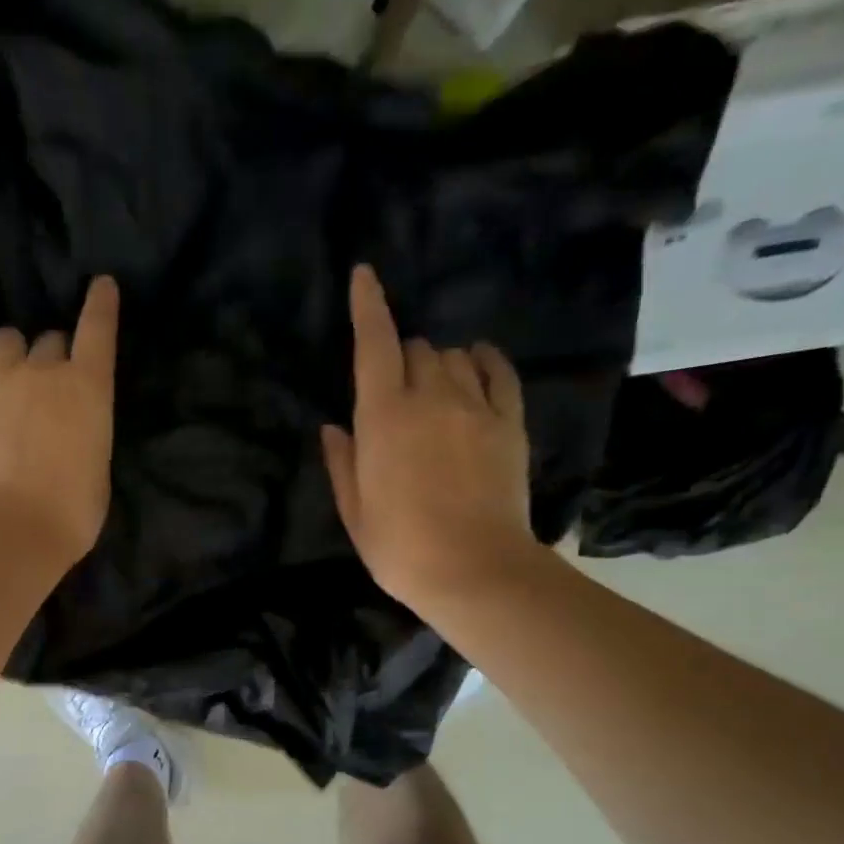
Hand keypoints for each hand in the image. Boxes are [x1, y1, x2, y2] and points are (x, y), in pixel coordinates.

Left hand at [0, 276, 118, 569]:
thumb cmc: (71, 511)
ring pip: (5, 343)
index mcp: (88, 388)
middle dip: (52, 356)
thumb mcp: (96, 469)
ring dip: (11, 358)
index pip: (98, 329)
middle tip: (48, 386)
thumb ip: (85, 434)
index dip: (101, 304)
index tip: (101, 285)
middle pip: (49, 340)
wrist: (9, 528)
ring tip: (6, 387)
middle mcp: (43, 371)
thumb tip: (69, 432)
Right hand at [321, 265, 536, 612]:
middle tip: (396, 393)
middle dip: (402, 358)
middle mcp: (429, 397)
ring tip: (435, 394)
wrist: (473, 570)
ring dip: (439, 364)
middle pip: (417, 348)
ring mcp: (475, 405)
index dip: (367, 305)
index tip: (363, 273)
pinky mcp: (510, 421)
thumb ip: (342, 462)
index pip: (373, 343)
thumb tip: (334, 426)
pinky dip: (484, 362)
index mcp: (382, 417)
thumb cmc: (400, 547)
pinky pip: (498, 371)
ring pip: (455, 356)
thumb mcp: (354, 511)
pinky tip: (477, 366)